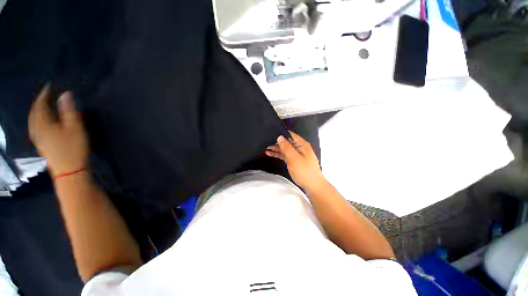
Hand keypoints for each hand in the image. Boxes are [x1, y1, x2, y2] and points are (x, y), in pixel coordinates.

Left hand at [28, 84, 89, 176]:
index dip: (44, 94)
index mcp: (43, 123)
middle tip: (46, 94)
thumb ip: (69, 110)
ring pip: (33, 120)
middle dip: (39, 102)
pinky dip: (37, 119)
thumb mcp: (75, 127)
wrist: (69, 170)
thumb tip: (66, 93)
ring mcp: (37, 137)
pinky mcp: (41, 144)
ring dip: (37, 110)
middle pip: (34, 112)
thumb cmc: (73, 147)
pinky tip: (41, 120)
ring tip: (43, 105)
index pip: (40, 104)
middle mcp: (36, 129)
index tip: (50, 86)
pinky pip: (35, 127)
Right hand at [265, 131, 325, 189]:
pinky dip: (277, 154)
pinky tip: (269, 153)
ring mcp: (295, 154)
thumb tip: (280, 137)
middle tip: (265, 142)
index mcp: (301, 144)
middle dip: (276, 141)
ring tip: (264, 147)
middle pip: (286, 141)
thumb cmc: (304, 171)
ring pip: (284, 148)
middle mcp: (298, 147)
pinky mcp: (292, 160)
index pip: (290, 135)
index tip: (270, 132)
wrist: (312, 185)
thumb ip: (287, 147)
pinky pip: (284, 155)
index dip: (281, 133)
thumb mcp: (294, 158)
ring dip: (275, 148)